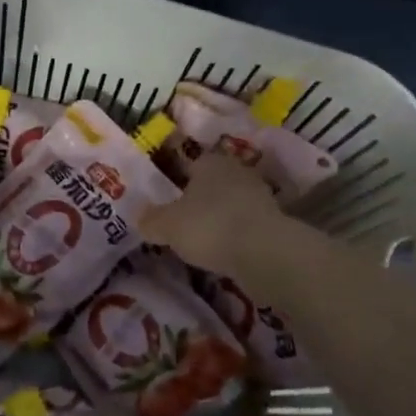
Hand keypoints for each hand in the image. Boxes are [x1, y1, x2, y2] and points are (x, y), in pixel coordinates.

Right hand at [139, 151, 284, 275]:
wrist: (264, 252)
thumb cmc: (209, 226)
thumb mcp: (166, 226)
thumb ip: (150, 220)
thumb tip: (140, 217)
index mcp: (209, 162)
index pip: (189, 163)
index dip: (175, 180)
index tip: (166, 200)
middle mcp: (236, 171)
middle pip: (212, 183)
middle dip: (199, 198)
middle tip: (182, 219)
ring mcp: (260, 195)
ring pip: (230, 202)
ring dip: (219, 216)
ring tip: (202, 238)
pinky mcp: (275, 220)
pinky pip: (245, 222)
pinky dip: (234, 233)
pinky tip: (223, 249)